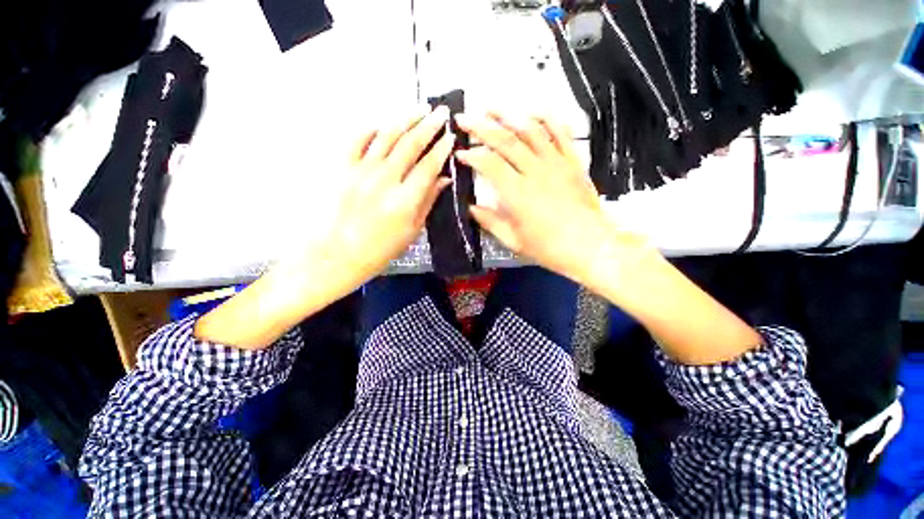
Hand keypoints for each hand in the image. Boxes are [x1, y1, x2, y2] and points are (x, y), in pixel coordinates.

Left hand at [321, 106, 454, 281]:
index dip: (442, 149)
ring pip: (386, 136)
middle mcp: (384, 180)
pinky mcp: (342, 169)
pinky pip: (357, 140)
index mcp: (405, 200)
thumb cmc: (380, 249)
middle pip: (410, 144)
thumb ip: (428, 201)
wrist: (337, 254)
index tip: (451, 136)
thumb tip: (444, 179)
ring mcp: (361, 171)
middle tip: (441, 112)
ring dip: (405, 119)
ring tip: (419, 109)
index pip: (429, 166)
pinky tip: (382, 125)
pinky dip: (371, 129)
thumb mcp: (412, 231)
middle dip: (429, 125)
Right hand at [455, 112, 638, 283]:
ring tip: (491, 107)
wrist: (590, 246)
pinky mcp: (573, 162)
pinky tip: (533, 112)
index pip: (489, 164)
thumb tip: (471, 207)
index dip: (471, 155)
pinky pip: (560, 133)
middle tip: (464, 118)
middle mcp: (535, 172)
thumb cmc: (549, 248)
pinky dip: (547, 119)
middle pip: (505, 141)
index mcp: (517, 193)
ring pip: (530, 131)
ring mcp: (556, 163)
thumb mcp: (513, 241)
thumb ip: (490, 221)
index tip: (460, 153)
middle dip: (481, 127)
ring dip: (508, 116)